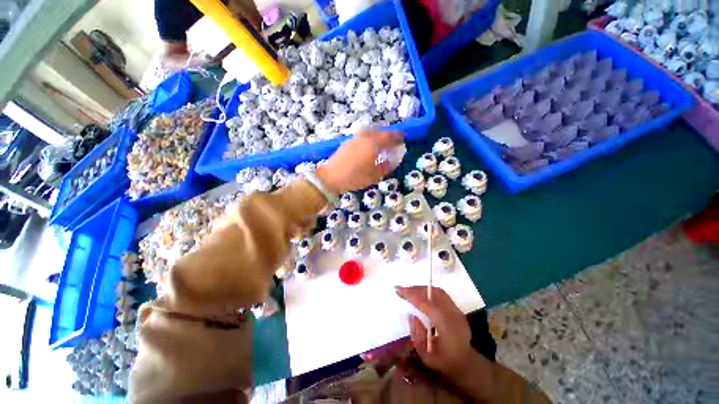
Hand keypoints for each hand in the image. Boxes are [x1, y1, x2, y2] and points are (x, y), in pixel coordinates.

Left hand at [316, 129, 403, 194]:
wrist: (331, 177)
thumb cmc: (354, 178)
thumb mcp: (374, 176)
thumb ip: (386, 166)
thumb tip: (393, 160)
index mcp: (373, 145)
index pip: (388, 138)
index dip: (397, 137)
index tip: (403, 138)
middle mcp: (364, 138)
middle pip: (379, 132)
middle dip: (388, 135)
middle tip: (394, 139)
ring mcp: (354, 139)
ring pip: (370, 132)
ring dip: (378, 134)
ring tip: (382, 141)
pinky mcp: (347, 142)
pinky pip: (362, 136)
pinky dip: (369, 137)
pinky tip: (369, 145)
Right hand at [396, 286, 494, 400]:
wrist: (466, 363)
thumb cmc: (443, 362)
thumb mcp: (426, 356)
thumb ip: (417, 335)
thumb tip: (411, 315)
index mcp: (448, 330)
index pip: (428, 306)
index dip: (412, 296)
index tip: (398, 290)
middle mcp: (454, 317)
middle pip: (434, 294)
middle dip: (416, 289)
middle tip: (401, 289)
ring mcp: (457, 311)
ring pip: (438, 292)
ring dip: (422, 288)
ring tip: (408, 290)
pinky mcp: (456, 308)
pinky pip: (441, 294)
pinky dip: (428, 291)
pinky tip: (419, 294)